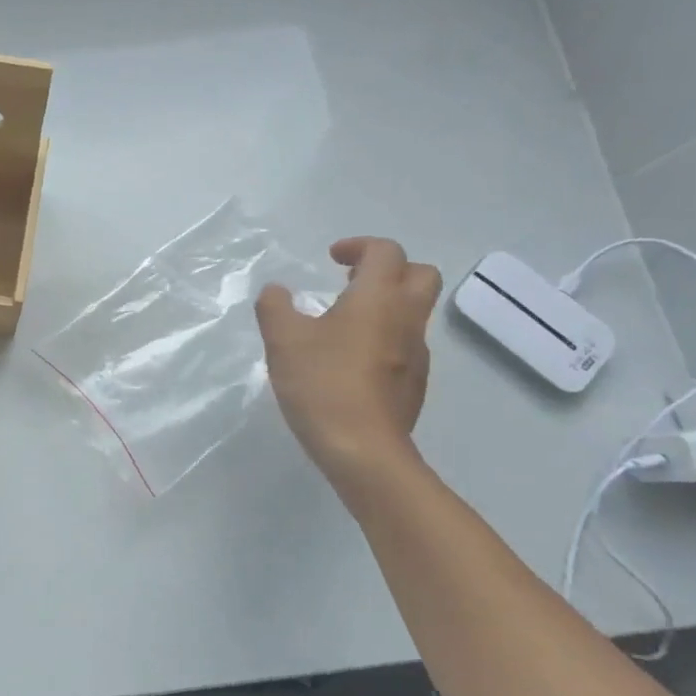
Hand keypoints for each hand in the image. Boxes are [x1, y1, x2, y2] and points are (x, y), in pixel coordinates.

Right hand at [255, 236, 441, 485]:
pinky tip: (349, 361)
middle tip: (350, 282)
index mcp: (377, 299)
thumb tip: (276, 291)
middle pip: (420, 275)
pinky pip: (404, 345)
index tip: (331, 258)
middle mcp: (406, 319)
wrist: (362, 448)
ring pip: (413, 312)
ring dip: (385, 305)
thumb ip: (275, 307)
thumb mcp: (282, 339)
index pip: (385, 252)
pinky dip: (383, 338)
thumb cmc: (321, 383)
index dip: (358, 246)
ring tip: (343, 323)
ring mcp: (416, 354)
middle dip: (389, 270)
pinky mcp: (414, 384)